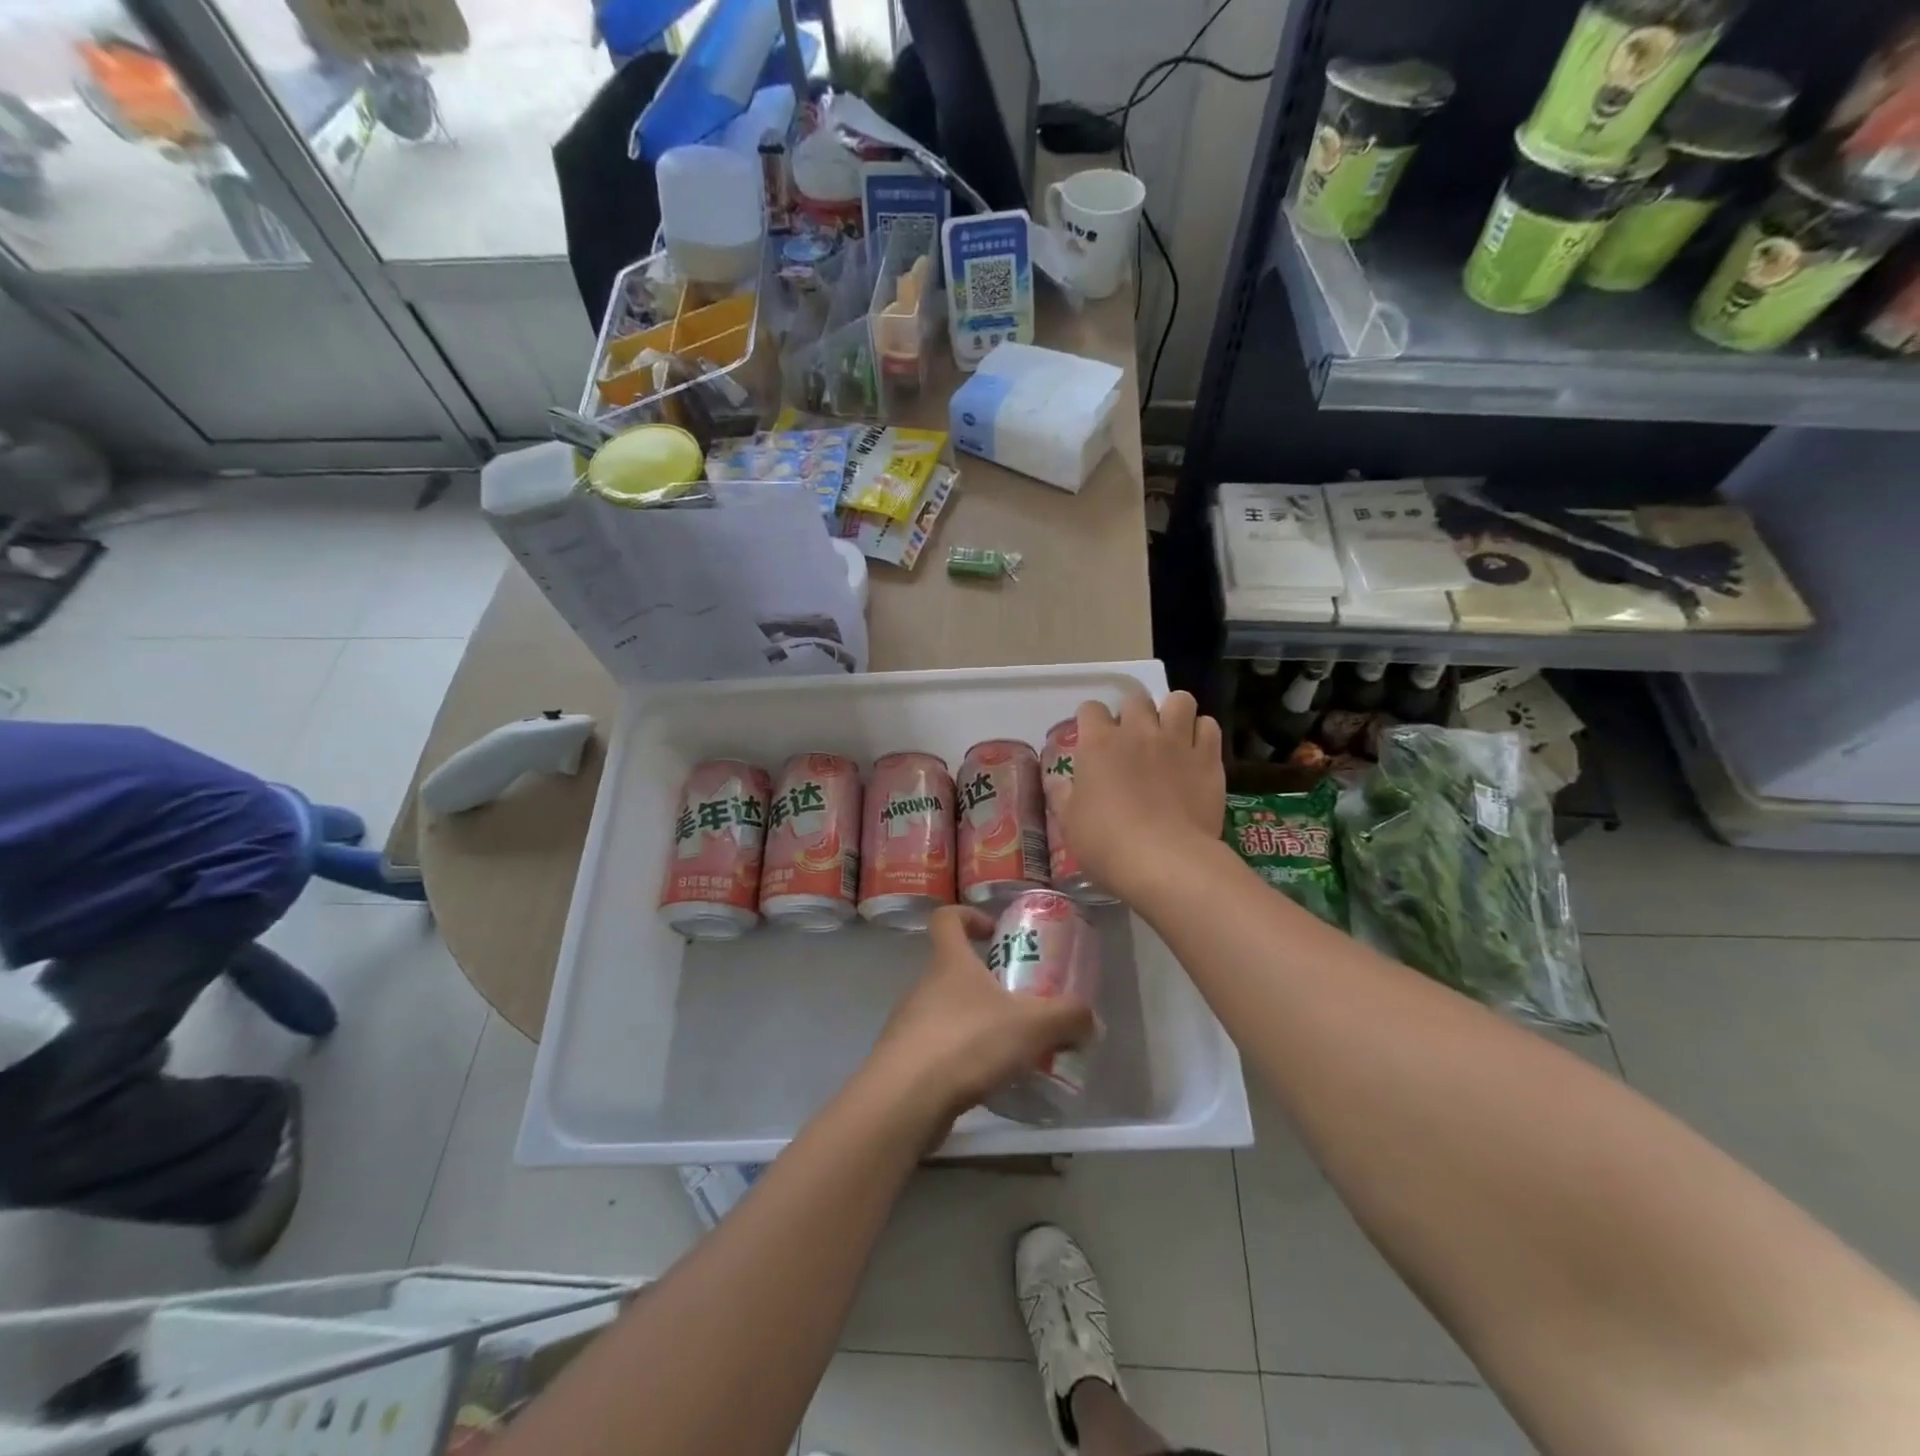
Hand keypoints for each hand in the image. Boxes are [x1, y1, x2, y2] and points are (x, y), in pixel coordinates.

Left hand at [866, 906, 1095, 1131]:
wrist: (905, 1100)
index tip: (994, 930)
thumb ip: (1067, 1018)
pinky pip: (939, 1048)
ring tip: (1011, 1048)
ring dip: (976, 1022)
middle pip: (953, 969)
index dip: (969, 916)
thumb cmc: (966, 1042)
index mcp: (950, 962)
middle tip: (1021, 1003)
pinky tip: (988, 1080)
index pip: (947, 919)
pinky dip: (963, 1057)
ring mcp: (910, 1023)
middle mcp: (925, 985)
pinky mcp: (906, 1061)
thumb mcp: (1032, 1025)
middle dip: (987, 982)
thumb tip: (1092, 1019)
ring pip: (947, 1011)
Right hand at [1062, 687, 1225, 904]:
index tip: (1091, 739)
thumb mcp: (1071, 823)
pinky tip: (1196, 752)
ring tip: (1170, 735)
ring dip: (1172, 713)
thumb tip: (1055, 780)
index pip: (1090, 709)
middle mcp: (1138, 731)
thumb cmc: (1108, 843)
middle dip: (1132, 712)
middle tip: (1132, 739)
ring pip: (1179, 700)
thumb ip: (1062, 795)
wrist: (1166, 861)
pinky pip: (1208, 726)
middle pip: (1135, 698)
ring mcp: (1177, 741)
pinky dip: (1202, 733)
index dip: (1090, 721)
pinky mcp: (1208, 758)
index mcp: (1099, 744)